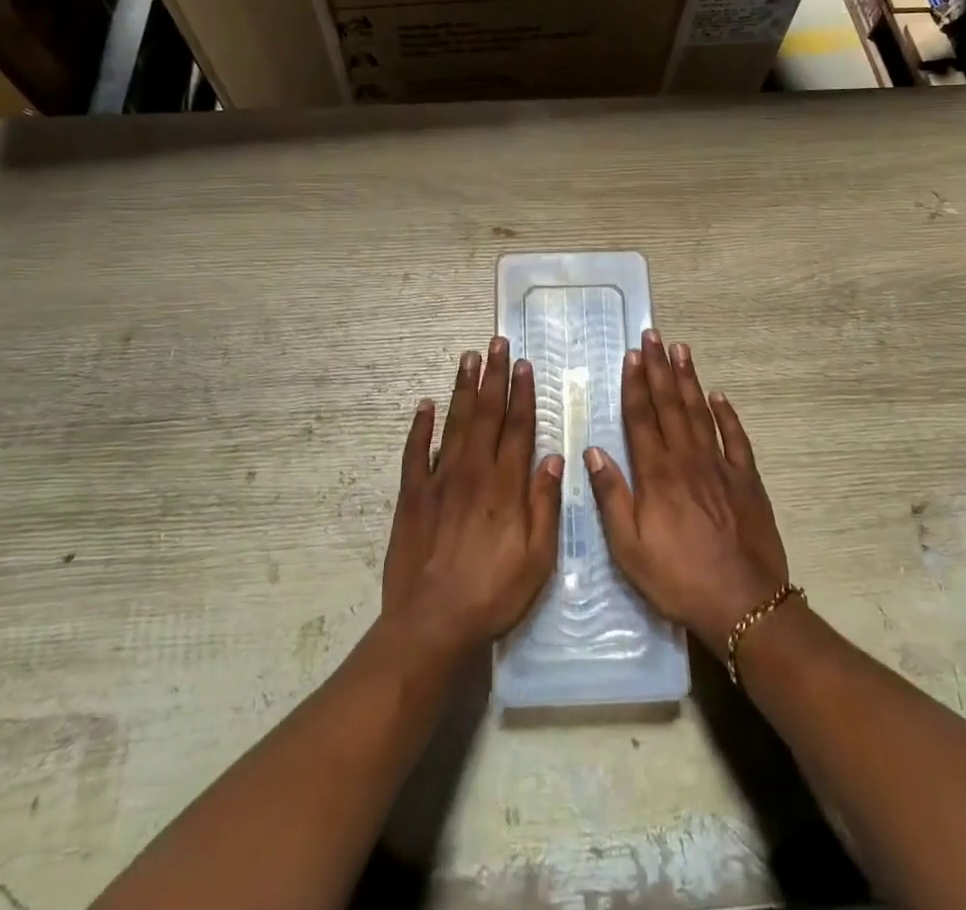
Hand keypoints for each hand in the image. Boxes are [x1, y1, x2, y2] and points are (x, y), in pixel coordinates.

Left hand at [381, 336, 562, 658]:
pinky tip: (425, 405)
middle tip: (496, 343)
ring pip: (454, 423)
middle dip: (493, 376)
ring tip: (468, 357)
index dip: (523, 393)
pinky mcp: (412, 496)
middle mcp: (473, 471)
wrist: (432, 623)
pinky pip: (415, 452)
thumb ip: (545, 505)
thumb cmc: (493, 594)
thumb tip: (553, 458)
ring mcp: (439, 480)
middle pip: (486, 414)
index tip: (524, 364)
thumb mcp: (537, 559)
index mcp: (506, 485)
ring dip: (463, 389)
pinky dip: (420, 426)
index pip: (518, 427)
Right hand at [586, 331, 789, 648]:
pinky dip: (727, 415)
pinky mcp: (747, 480)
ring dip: (689, 380)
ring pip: (701, 412)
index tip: (632, 355)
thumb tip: (593, 452)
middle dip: (659, 368)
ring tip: (681, 350)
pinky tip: (719, 396)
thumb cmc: (679, 578)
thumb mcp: (629, 548)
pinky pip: (736, 438)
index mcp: (657, 474)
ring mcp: (720, 467)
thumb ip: (612, 497)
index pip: (642, 418)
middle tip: (654, 336)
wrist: (744, 603)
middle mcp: (687, 460)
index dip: (635, 384)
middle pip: (670, 405)